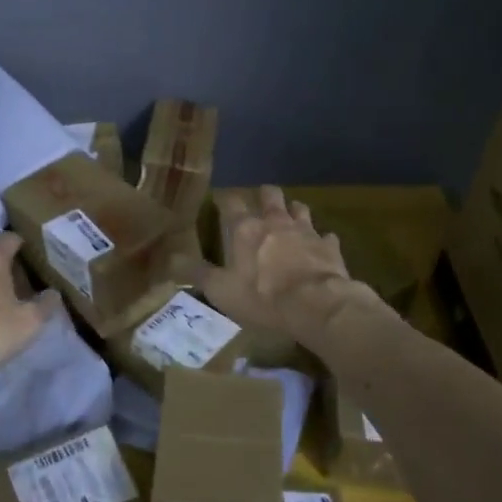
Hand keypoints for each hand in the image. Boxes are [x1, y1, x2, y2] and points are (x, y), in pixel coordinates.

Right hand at [191, 186, 368, 333]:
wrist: (317, 306)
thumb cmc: (262, 297)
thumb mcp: (221, 290)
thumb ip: (198, 273)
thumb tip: (171, 259)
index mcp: (245, 229)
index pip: (231, 202)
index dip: (224, 199)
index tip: (220, 201)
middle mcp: (275, 222)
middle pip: (270, 195)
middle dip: (264, 195)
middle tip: (260, 202)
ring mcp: (306, 231)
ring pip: (300, 209)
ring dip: (293, 211)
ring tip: (290, 218)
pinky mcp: (329, 246)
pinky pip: (326, 237)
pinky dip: (321, 240)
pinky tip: (320, 248)